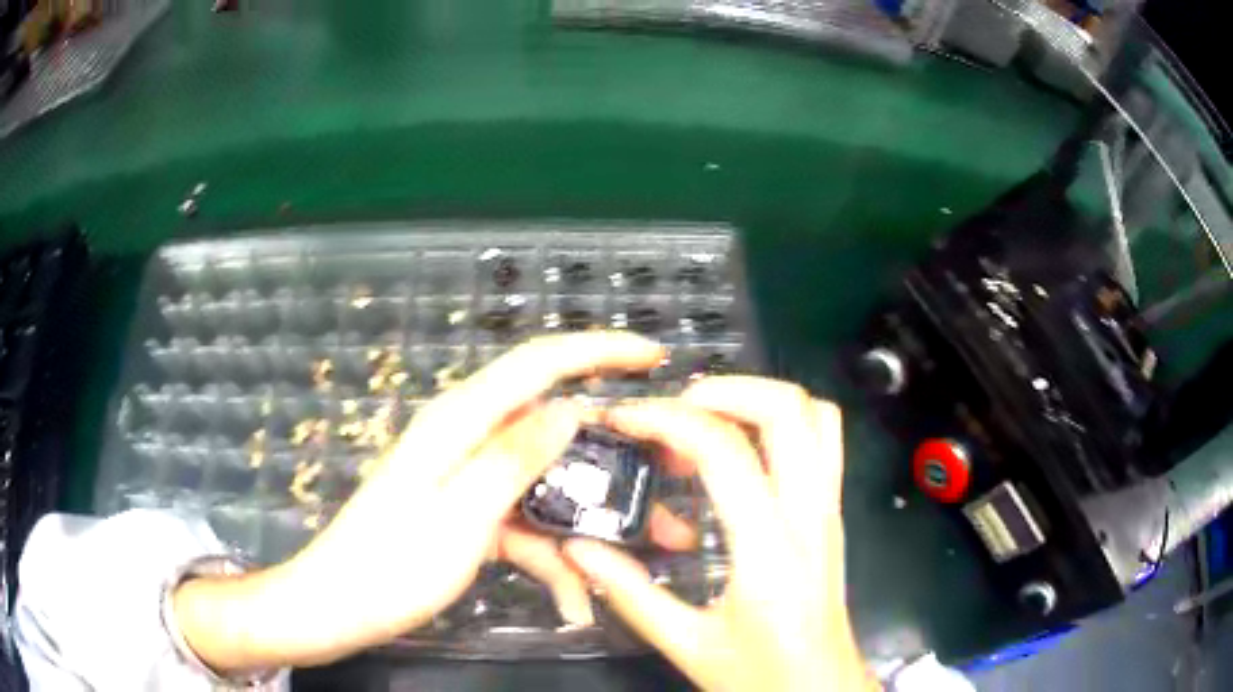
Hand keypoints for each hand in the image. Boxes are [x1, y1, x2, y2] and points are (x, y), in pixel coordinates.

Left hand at [172, 332, 669, 671]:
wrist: (341, 606)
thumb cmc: (392, 565)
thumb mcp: (461, 515)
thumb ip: (514, 457)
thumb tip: (568, 408)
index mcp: (461, 422)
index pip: (539, 363)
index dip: (598, 351)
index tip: (652, 357)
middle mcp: (467, 438)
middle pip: (552, 426)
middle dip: (612, 454)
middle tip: (664, 479)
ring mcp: (469, 478)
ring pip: (546, 484)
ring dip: (588, 519)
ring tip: (638, 553)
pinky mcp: (469, 512)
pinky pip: (523, 521)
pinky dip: (551, 554)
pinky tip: (575, 596)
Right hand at [564, 376, 877, 691]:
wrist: (822, 689)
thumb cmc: (762, 675)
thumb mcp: (687, 644)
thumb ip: (630, 593)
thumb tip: (579, 548)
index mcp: (769, 550)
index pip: (725, 450)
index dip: (669, 420)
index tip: (627, 419)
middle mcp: (810, 516)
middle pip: (788, 409)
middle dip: (723, 389)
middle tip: (673, 410)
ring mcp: (829, 510)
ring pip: (816, 416)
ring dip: (759, 400)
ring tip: (706, 420)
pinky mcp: (832, 515)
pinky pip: (822, 442)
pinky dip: (782, 423)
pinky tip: (739, 453)